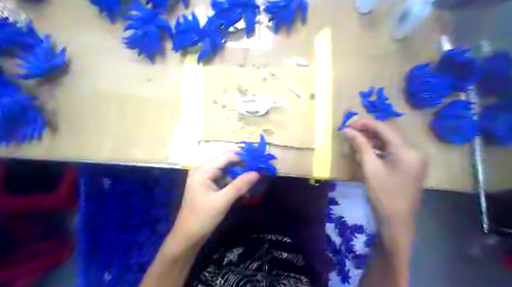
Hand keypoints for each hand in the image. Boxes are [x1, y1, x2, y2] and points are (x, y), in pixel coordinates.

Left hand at [170, 152, 260, 248]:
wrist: (187, 237)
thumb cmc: (202, 218)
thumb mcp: (223, 201)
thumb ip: (240, 185)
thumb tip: (257, 173)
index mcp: (203, 170)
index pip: (227, 156)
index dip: (244, 157)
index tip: (259, 162)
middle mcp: (203, 170)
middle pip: (227, 163)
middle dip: (243, 167)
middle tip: (259, 172)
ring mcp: (205, 178)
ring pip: (227, 172)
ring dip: (239, 178)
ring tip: (253, 184)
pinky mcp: (208, 187)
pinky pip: (224, 181)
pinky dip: (234, 185)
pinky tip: (243, 193)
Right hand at [345, 118, 426, 226]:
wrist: (397, 220)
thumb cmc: (383, 194)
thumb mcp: (370, 168)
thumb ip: (360, 145)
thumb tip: (347, 130)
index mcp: (407, 151)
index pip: (385, 129)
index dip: (365, 124)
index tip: (348, 124)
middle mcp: (413, 151)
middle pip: (387, 135)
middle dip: (367, 131)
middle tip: (349, 131)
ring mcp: (412, 159)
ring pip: (389, 143)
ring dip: (371, 140)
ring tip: (354, 140)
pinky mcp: (408, 166)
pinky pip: (391, 152)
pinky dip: (377, 150)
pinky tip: (364, 151)